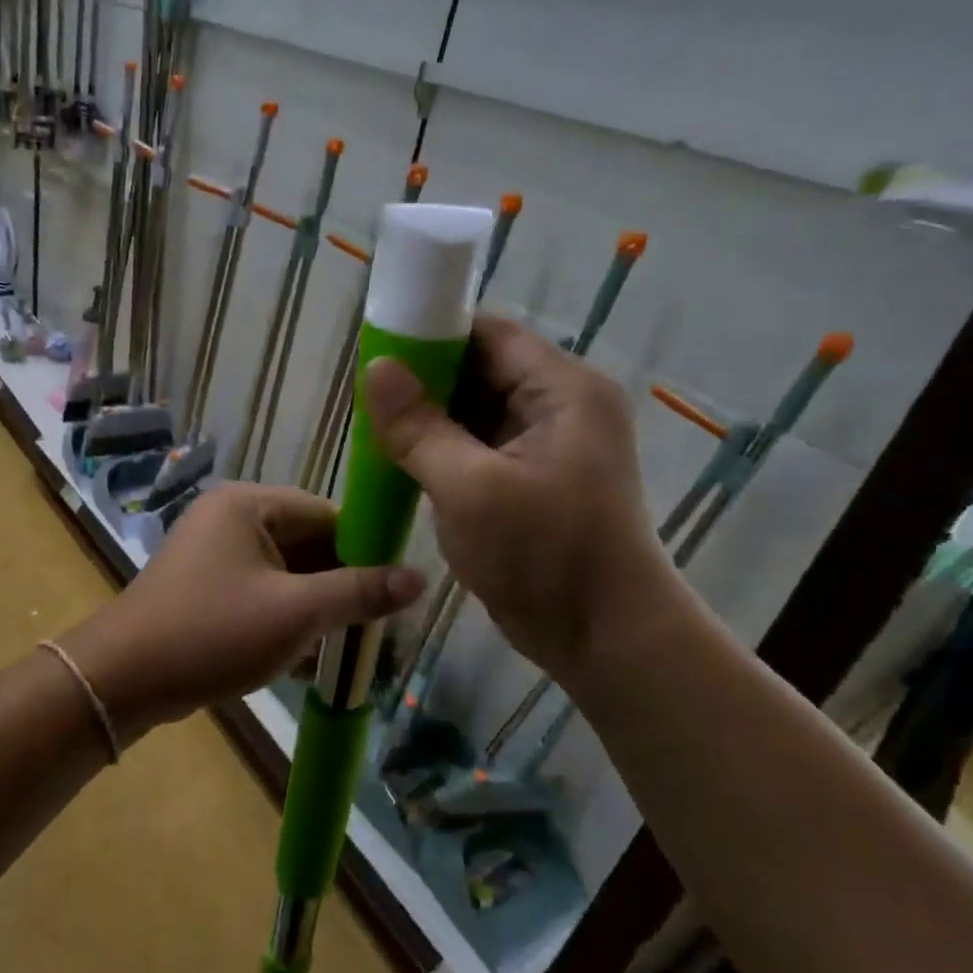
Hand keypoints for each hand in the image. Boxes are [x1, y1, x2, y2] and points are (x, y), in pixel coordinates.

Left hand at [61, 484, 424, 736]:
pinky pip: (260, 594)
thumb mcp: (296, 612)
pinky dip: (286, 619)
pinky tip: (311, 659)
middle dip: (341, 586)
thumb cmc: (213, 632)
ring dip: (316, 608)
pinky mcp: (205, 588)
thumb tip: (420, 578)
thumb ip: (359, 592)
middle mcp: (230, 519)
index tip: (396, 589)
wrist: (124, 679)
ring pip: (285, 574)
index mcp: (249, 504)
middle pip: (306, 544)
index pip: (327, 514)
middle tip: (378, 626)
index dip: (365, 549)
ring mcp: (213, 554)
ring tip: (352, 647)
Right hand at [363, 316, 672, 679]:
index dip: (431, 335)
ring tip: (375, 429)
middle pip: (480, 370)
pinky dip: (441, 450)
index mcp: (562, 390)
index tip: (376, 351)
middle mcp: (560, 406)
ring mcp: (546, 445)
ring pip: (474, 411)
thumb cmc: (543, 557)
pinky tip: (401, 461)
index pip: (488, 334)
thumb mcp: (470, 489)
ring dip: (428, 420)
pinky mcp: (531, 479)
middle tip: (367, 399)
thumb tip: (376, 367)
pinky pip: (478, 446)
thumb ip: (419, 427)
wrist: (604, 638)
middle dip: (423, 383)